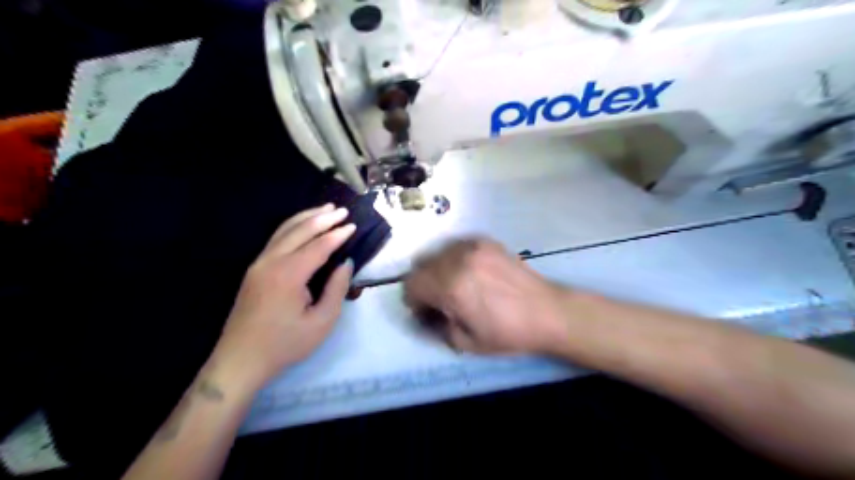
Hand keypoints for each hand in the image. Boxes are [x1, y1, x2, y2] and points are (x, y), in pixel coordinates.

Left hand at [218, 205, 358, 387]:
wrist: (240, 360)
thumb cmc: (285, 344)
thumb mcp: (321, 322)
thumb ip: (336, 289)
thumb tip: (346, 263)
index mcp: (289, 274)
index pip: (318, 246)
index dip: (337, 234)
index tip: (354, 226)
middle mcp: (271, 262)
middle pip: (299, 230)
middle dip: (322, 218)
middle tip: (342, 210)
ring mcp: (258, 264)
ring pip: (284, 230)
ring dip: (306, 217)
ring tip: (325, 209)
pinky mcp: (254, 270)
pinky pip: (276, 239)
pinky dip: (292, 227)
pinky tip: (302, 225)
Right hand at [405, 238, 570, 353]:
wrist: (548, 312)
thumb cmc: (508, 333)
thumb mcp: (466, 343)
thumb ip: (437, 327)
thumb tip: (426, 314)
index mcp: (451, 286)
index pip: (411, 284)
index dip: (413, 300)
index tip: (425, 311)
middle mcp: (457, 259)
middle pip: (420, 265)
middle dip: (423, 284)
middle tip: (438, 300)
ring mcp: (473, 247)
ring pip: (437, 252)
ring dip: (436, 269)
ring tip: (454, 285)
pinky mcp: (486, 241)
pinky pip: (456, 245)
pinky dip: (453, 258)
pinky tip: (468, 272)